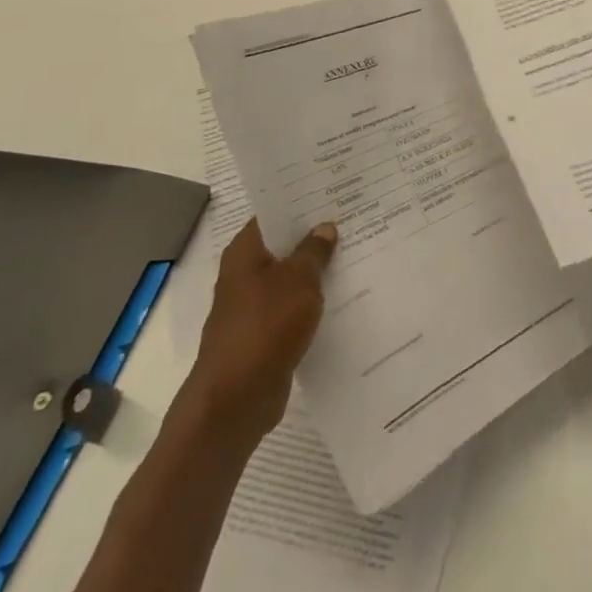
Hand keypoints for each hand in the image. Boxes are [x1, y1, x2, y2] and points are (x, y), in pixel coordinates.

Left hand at [180, 219, 337, 453]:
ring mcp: (252, 307)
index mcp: (244, 253)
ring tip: (355, 252)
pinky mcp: (264, 335)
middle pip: (283, 246)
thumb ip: (314, 251)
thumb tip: (324, 227)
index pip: (273, 215)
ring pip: (290, 279)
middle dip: (314, 236)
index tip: (332, 192)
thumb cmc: (265, 326)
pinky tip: (343, 296)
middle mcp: (243, 275)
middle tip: (353, 218)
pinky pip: (293, 308)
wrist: (236, 399)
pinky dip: (313, 302)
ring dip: (316, 271)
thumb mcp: (299, 280)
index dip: (300, 203)